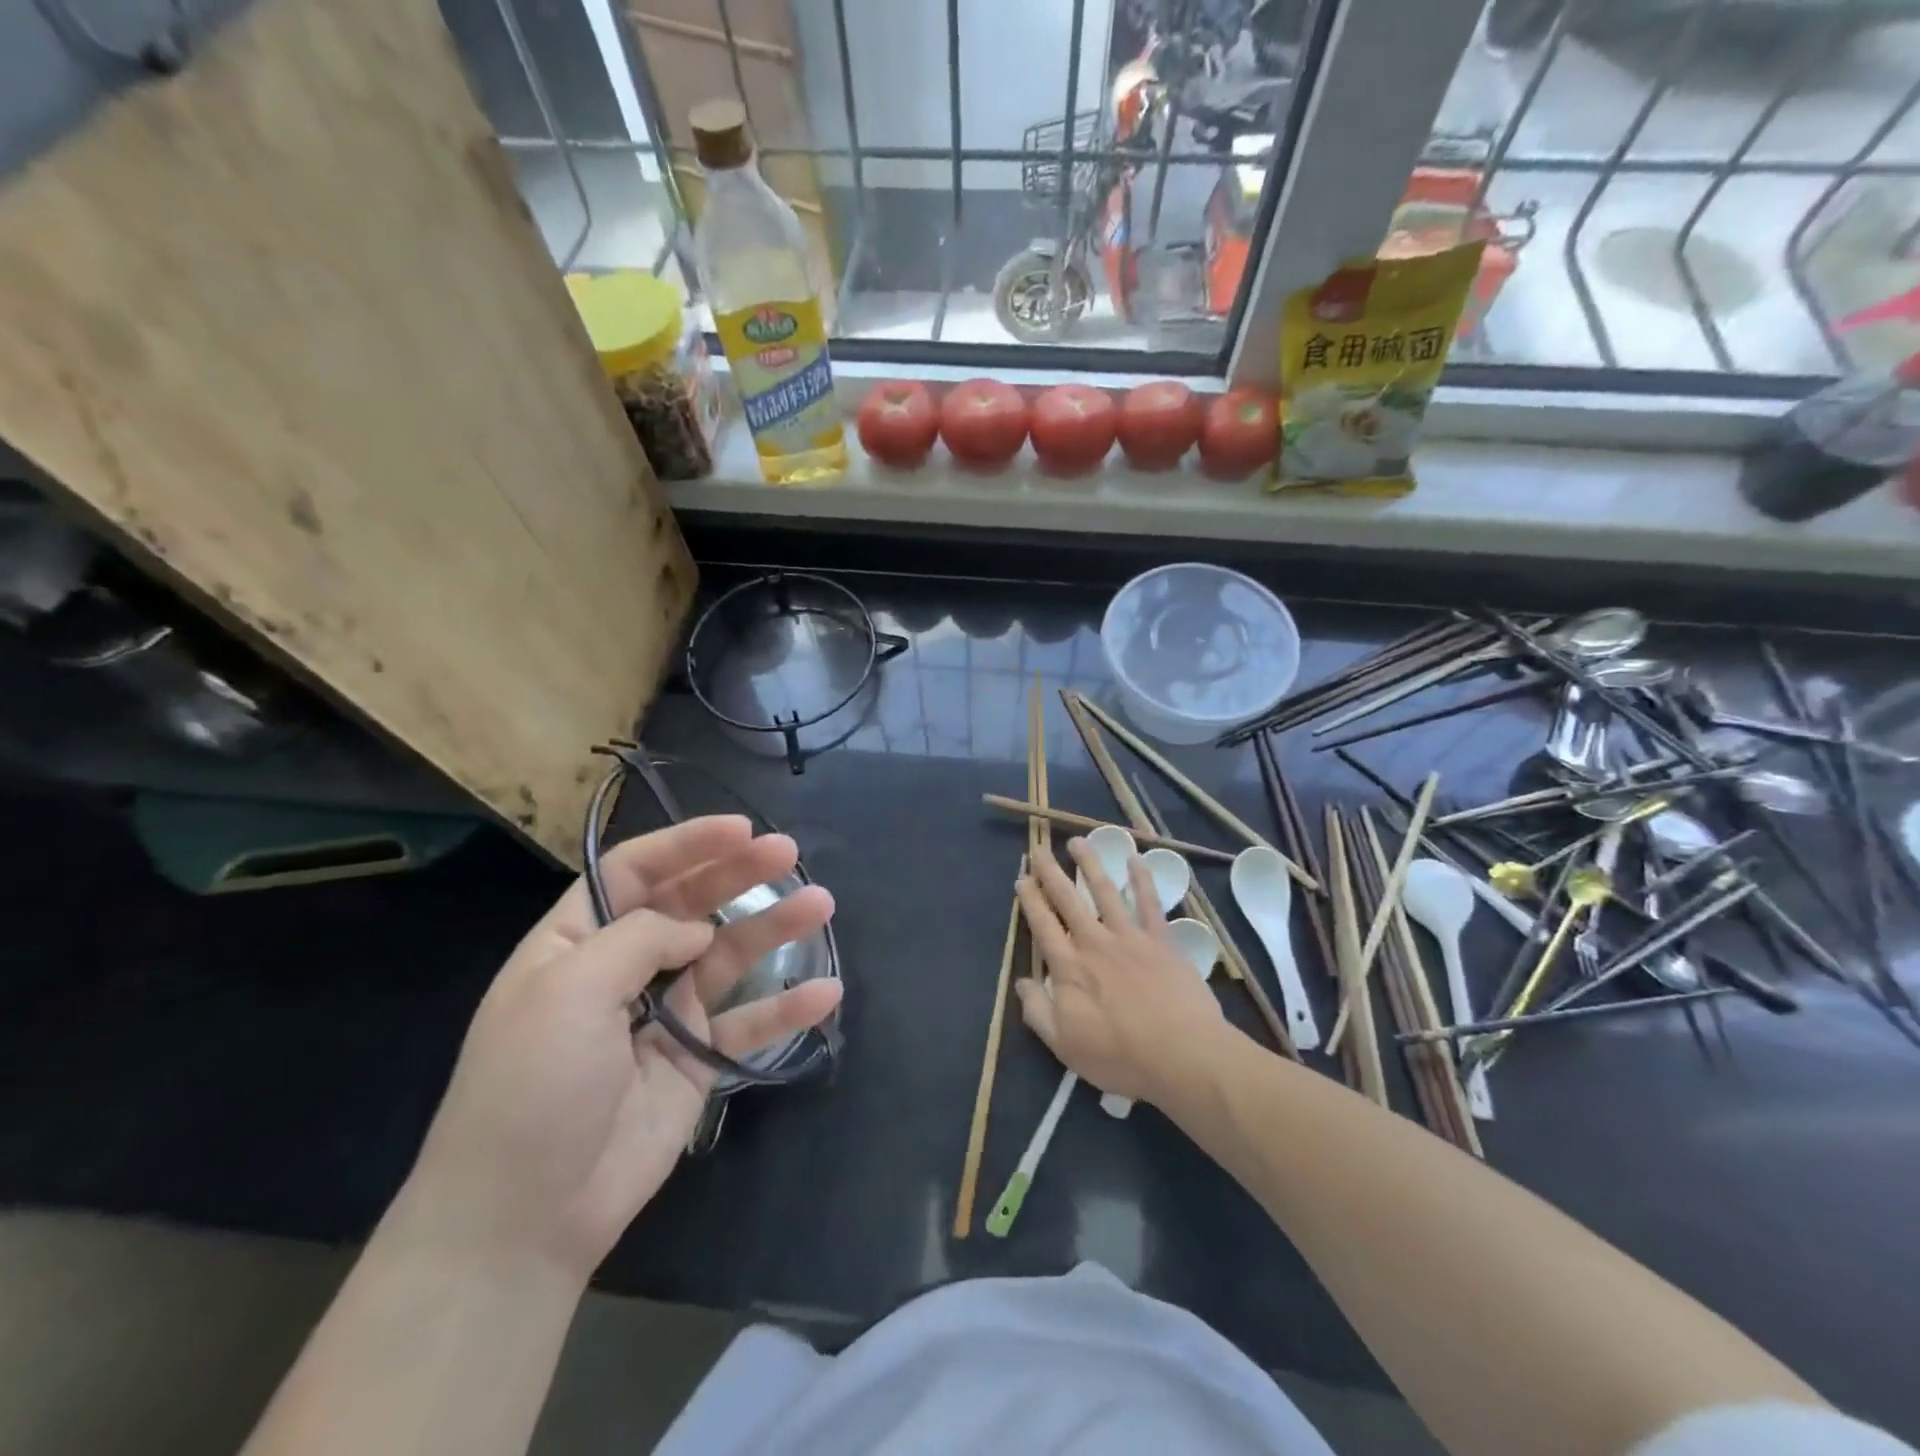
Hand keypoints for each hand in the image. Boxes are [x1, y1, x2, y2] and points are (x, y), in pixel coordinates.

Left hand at [403, 816, 837, 1281]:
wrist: (525, 1218)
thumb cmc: (532, 1086)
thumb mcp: (569, 992)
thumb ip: (640, 940)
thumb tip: (698, 930)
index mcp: (576, 941)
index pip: (636, 872)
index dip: (688, 845)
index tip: (742, 829)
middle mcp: (622, 968)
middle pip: (691, 905)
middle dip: (739, 875)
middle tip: (790, 854)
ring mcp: (663, 1014)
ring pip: (728, 956)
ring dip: (774, 929)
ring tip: (820, 906)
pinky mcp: (695, 1060)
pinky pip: (746, 1023)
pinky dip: (785, 1008)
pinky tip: (826, 993)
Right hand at [1014, 837, 1228, 1107]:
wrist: (1181, 1055)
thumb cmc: (1119, 1056)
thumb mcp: (1065, 1045)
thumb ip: (1038, 1011)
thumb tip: (1022, 983)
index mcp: (1069, 968)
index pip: (1043, 925)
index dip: (1030, 900)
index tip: (1022, 879)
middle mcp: (1094, 943)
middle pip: (1067, 900)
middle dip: (1051, 873)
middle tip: (1039, 849)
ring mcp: (1129, 937)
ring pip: (1105, 891)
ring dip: (1089, 864)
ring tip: (1078, 842)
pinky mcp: (1161, 940)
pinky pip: (1150, 903)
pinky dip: (1142, 879)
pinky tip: (1135, 859)